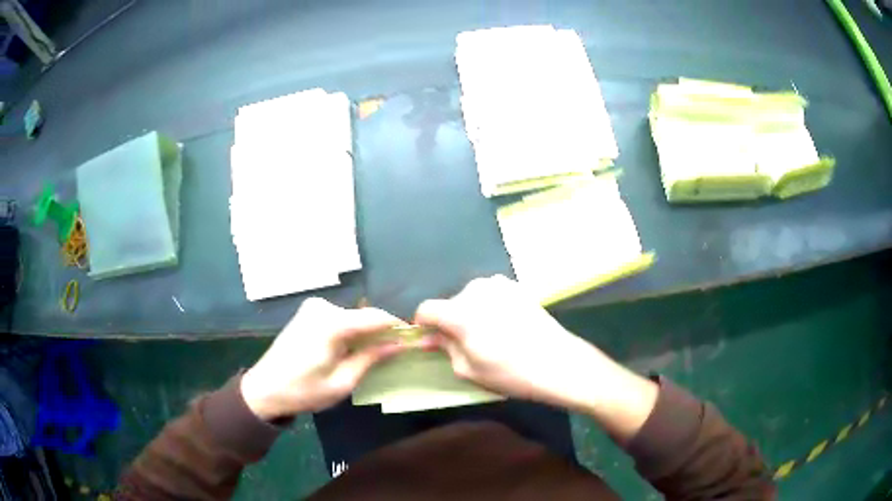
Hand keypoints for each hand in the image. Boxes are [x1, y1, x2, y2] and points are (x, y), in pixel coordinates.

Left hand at [241, 298, 406, 419]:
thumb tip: (400, 344)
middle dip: (381, 332)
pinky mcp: (308, 312)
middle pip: (364, 316)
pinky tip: (352, 349)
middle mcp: (322, 307)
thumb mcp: (343, 382)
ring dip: (365, 333)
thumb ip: (371, 358)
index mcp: (330, 324)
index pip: (375, 317)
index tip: (414, 339)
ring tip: (375, 354)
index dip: (397, 327)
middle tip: (396, 352)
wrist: (265, 388)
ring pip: (352, 317)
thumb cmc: (304, 390)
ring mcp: (313, 307)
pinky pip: (339, 318)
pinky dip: (351, 331)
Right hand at [414, 275, 656, 440]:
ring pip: (471, 298)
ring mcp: (499, 284)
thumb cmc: (511, 373)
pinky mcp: (516, 286)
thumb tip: (431, 337)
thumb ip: (445, 348)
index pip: (426, 309)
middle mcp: (476, 290)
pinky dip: (489, 308)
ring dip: (471, 313)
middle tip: (465, 345)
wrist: (559, 362)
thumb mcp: (469, 370)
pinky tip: (506, 327)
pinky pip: (490, 295)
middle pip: (450, 303)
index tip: (431, 340)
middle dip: (450, 321)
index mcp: (460, 312)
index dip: (424, 325)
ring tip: (489, 336)